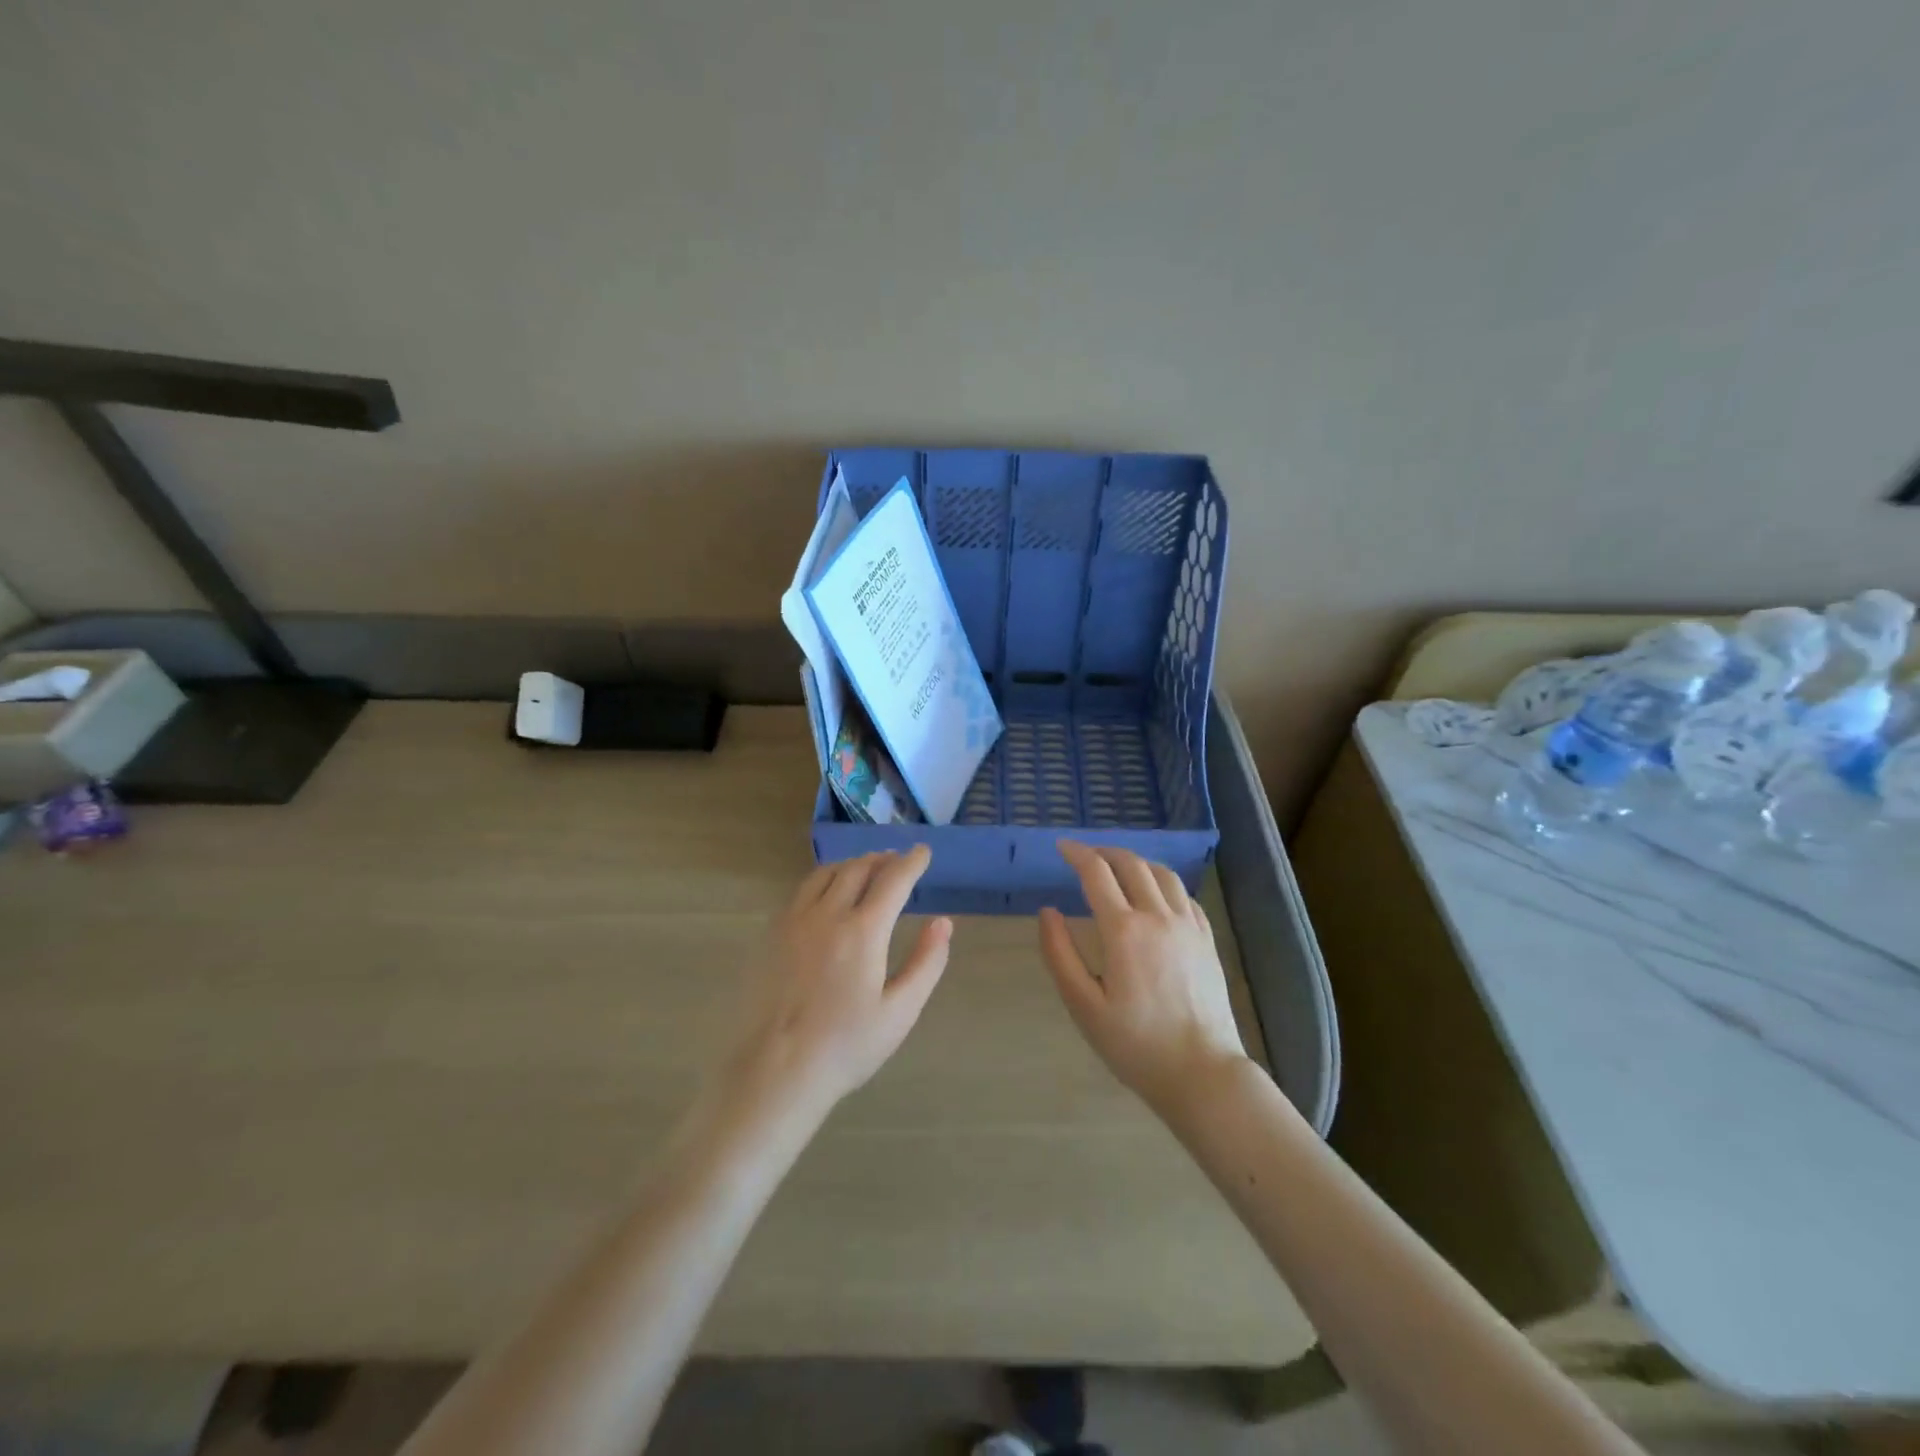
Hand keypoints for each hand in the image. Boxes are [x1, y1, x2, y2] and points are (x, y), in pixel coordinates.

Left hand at [719, 847, 951, 1121]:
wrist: (776, 1070)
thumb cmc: (845, 1046)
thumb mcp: (900, 1011)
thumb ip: (926, 962)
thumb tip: (942, 922)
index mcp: (863, 930)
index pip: (893, 880)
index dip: (912, 862)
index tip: (923, 852)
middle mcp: (827, 914)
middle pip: (858, 868)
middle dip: (882, 859)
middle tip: (897, 860)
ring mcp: (794, 920)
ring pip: (826, 874)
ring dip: (851, 864)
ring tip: (865, 868)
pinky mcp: (772, 933)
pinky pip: (802, 890)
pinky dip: (824, 879)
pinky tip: (827, 893)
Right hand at [1038, 841, 1246, 1115]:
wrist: (1202, 1073)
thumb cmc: (1135, 1044)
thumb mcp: (1083, 1005)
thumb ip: (1060, 954)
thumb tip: (1047, 912)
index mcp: (1124, 930)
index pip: (1097, 873)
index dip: (1077, 854)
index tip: (1062, 847)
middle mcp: (1158, 916)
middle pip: (1131, 864)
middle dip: (1104, 852)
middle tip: (1085, 856)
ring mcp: (1188, 926)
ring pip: (1163, 873)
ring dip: (1136, 861)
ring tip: (1118, 868)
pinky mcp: (1207, 940)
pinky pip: (1185, 895)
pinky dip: (1163, 883)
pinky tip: (1156, 895)